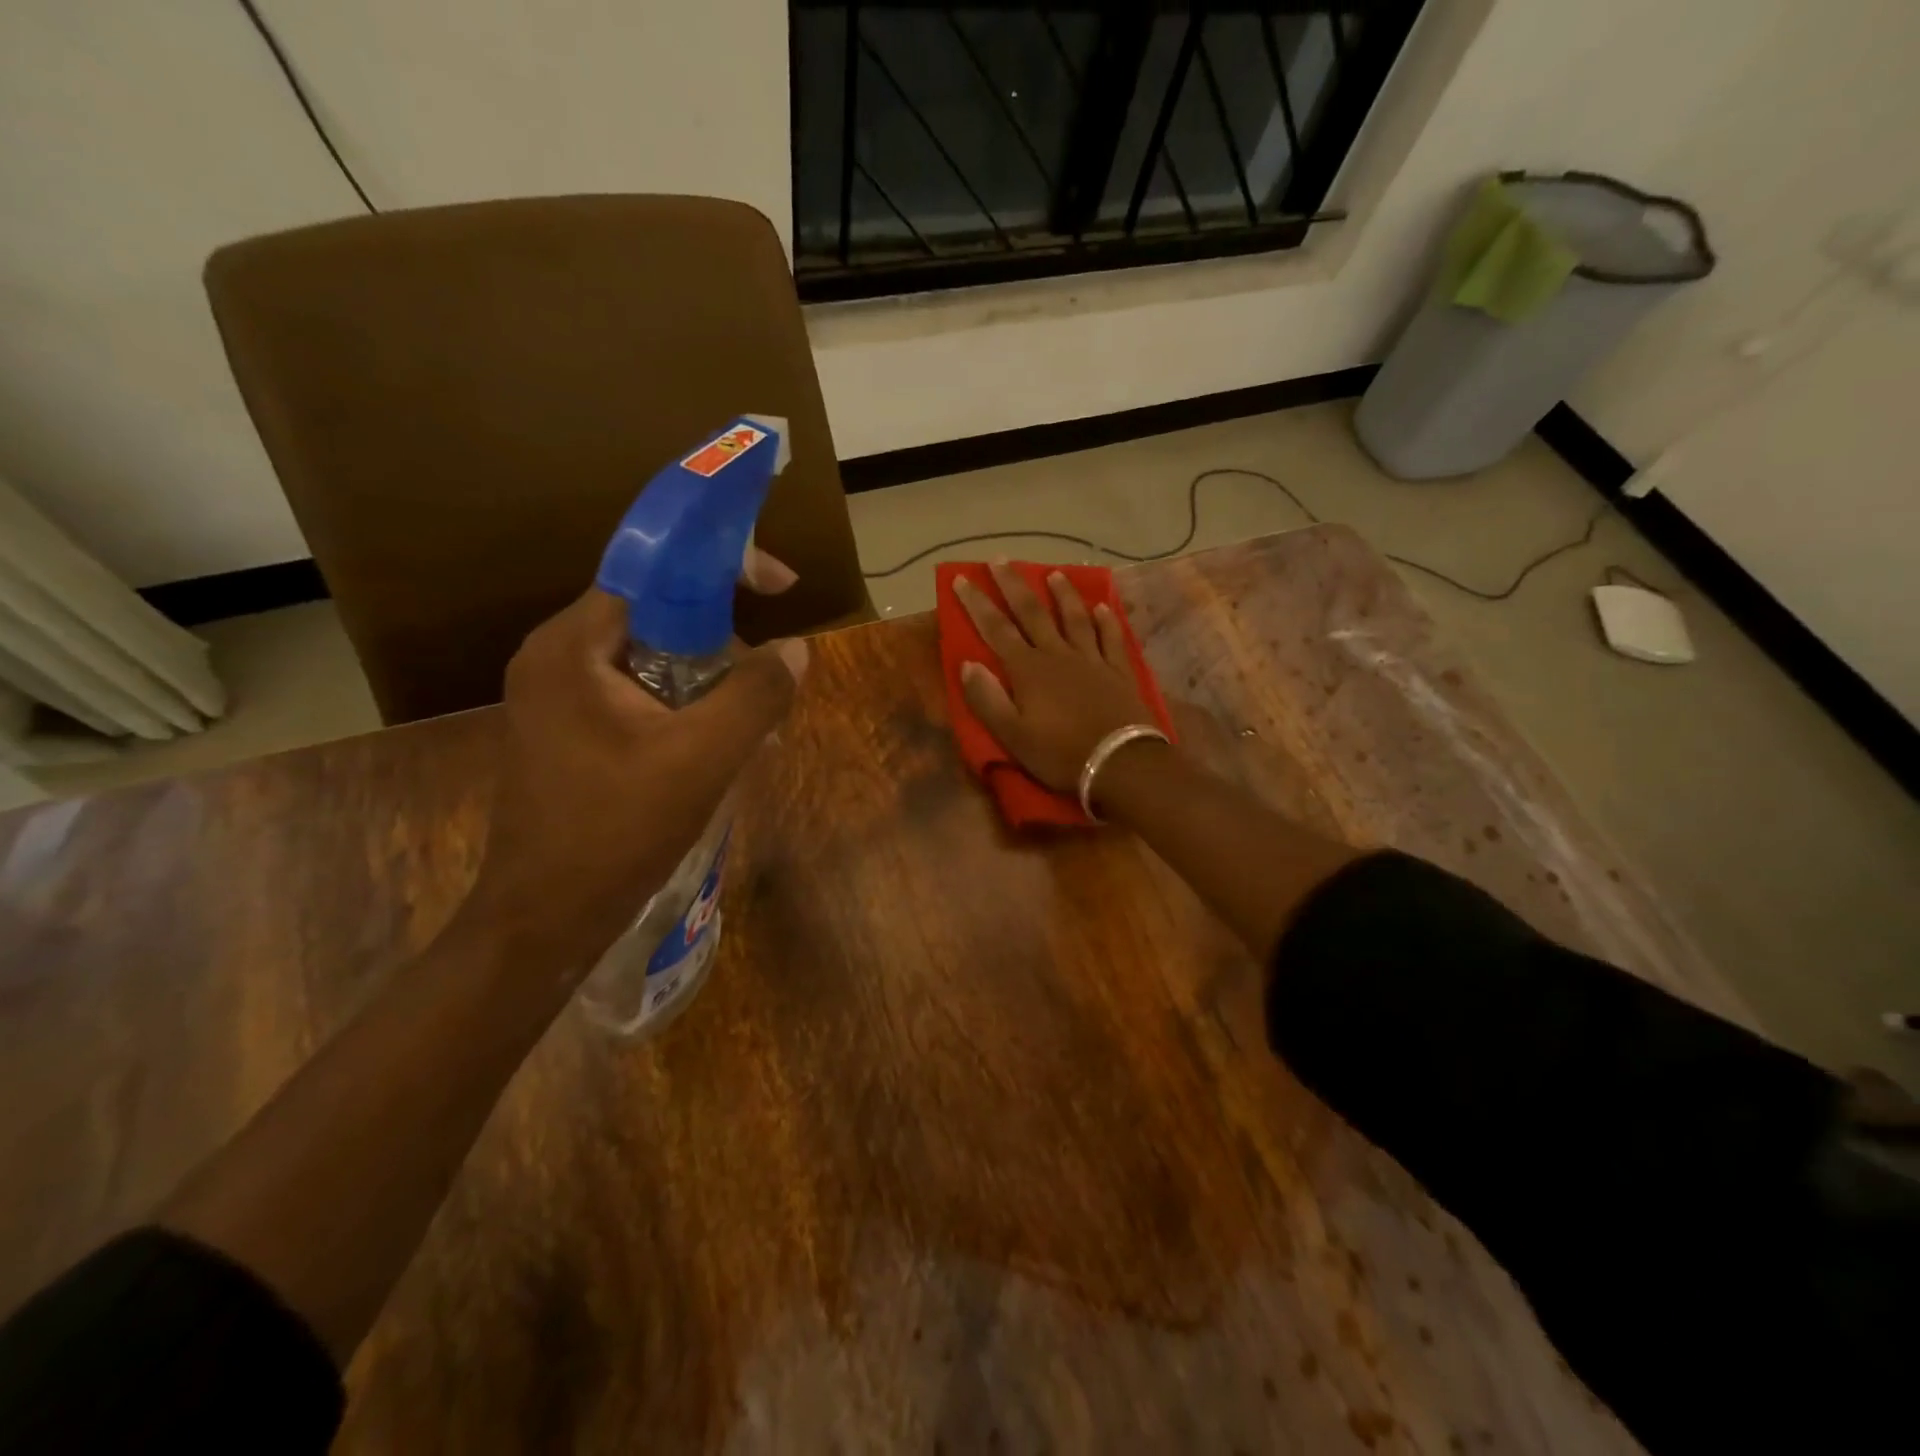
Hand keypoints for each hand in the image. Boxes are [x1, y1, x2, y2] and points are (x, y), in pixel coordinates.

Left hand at [461, 584, 806, 969]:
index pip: (654, 573)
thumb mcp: (703, 757)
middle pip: (655, 615)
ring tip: (750, 725)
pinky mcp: (567, 730)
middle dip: (721, 640)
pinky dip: (683, 706)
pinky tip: (714, 744)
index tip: (782, 586)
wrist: (546, 917)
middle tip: (767, 681)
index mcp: (573, 646)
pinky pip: (637, 694)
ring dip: (707, 679)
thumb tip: (797, 647)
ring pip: (651, 659)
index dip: (723, 568)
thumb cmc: (617, 829)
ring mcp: (556, 696)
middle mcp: (556, 657)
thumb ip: (756, 694)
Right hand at [954, 564, 1154, 791]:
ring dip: (1063, 594)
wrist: (1120, 763)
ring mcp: (1092, 660)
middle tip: (1000, 560)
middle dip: (1014, 585)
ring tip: (1054, 573)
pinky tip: (1102, 608)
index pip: (996, 629)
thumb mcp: (1012, 736)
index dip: (977, 603)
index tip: (962, 578)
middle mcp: (1058, 655)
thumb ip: (987, 699)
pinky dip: (1105, 621)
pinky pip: (1110, 638)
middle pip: (1033, 613)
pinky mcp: (1119, 671)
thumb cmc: (1060, 754)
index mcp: (1028, 670)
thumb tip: (967, 664)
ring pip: (1074, 618)